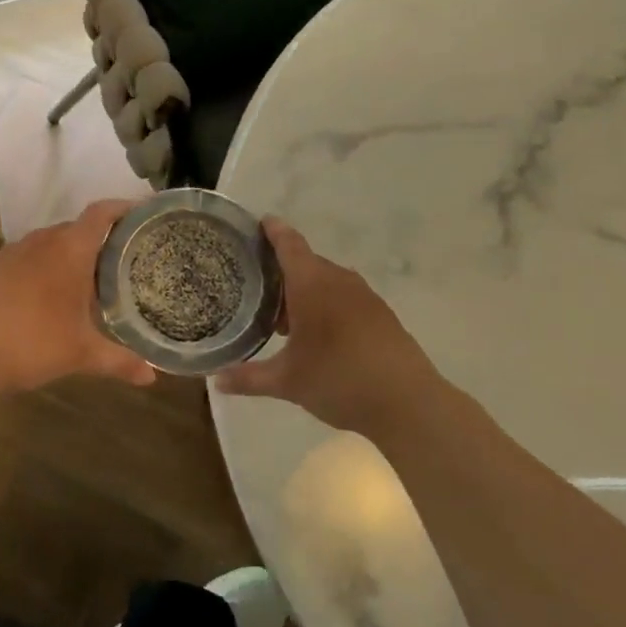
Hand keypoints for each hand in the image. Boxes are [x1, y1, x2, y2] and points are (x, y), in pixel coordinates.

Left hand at [0, 199, 156, 392]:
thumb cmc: (32, 345)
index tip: (140, 212)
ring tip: (74, 282)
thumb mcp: (81, 354)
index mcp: (68, 251)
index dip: (122, 207)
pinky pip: (16, 259)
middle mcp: (38, 241)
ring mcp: (6, 252)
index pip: (101, 214)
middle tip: (113, 262)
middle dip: (94, 241)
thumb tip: (152, 377)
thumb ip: (119, 361)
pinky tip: (31, 297)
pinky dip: (31, 270)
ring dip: (60, 256)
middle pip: (73, 229)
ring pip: (43, 244)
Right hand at [213, 219, 441, 431]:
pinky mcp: (381, 316)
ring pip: (327, 282)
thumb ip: (249, 378)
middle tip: (256, 287)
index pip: (289, 244)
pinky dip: (326, 306)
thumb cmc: (339, 379)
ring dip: (305, 292)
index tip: (259, 222)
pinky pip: (345, 298)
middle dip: (282, 272)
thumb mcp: (287, 382)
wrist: (408, 403)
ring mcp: (365, 297)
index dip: (273, 231)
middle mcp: (339, 281)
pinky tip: (317, 335)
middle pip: (306, 263)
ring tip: (282, 318)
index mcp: (312, 284)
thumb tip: (217, 380)